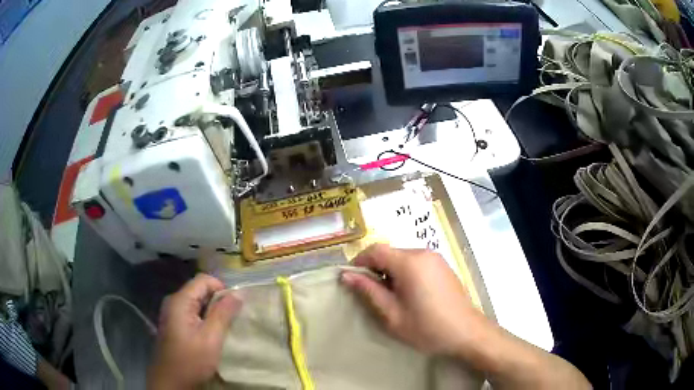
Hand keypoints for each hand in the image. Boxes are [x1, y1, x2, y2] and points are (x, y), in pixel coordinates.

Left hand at [147, 274, 241, 389]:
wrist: (171, 382)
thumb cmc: (191, 360)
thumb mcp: (211, 338)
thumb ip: (223, 314)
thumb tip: (238, 293)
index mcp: (180, 301)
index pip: (203, 280)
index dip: (221, 288)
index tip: (234, 307)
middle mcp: (174, 302)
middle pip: (199, 290)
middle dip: (218, 301)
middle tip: (232, 319)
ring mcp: (172, 313)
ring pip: (197, 302)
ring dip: (212, 311)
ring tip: (225, 327)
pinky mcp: (174, 324)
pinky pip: (192, 313)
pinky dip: (204, 319)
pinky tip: (211, 333)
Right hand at [341, 243, 484, 356]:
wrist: (466, 332)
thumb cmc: (426, 327)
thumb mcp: (392, 313)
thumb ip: (369, 291)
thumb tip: (346, 275)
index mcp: (409, 262)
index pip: (375, 249)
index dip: (360, 262)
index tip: (353, 281)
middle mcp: (423, 253)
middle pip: (390, 252)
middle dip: (376, 269)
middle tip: (372, 294)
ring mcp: (436, 258)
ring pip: (402, 257)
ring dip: (391, 271)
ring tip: (391, 297)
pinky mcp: (443, 266)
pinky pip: (417, 262)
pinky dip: (406, 272)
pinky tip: (410, 294)